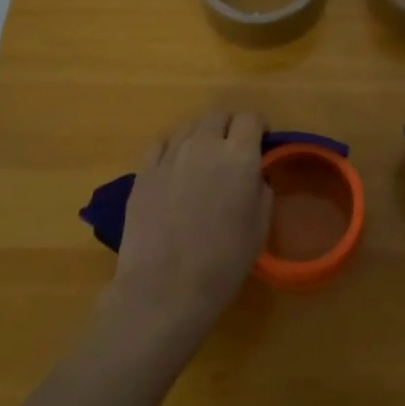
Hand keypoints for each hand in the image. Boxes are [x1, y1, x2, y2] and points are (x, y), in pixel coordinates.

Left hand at [109, 110, 270, 343]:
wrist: (164, 289)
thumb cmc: (223, 262)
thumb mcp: (260, 225)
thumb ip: (261, 188)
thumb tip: (253, 174)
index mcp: (239, 156)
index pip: (250, 118)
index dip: (258, 127)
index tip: (261, 143)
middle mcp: (204, 145)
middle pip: (218, 115)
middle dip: (229, 126)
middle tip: (232, 150)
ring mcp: (170, 156)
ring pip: (189, 126)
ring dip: (201, 135)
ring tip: (202, 159)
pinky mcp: (143, 172)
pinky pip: (160, 144)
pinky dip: (171, 148)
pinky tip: (173, 167)